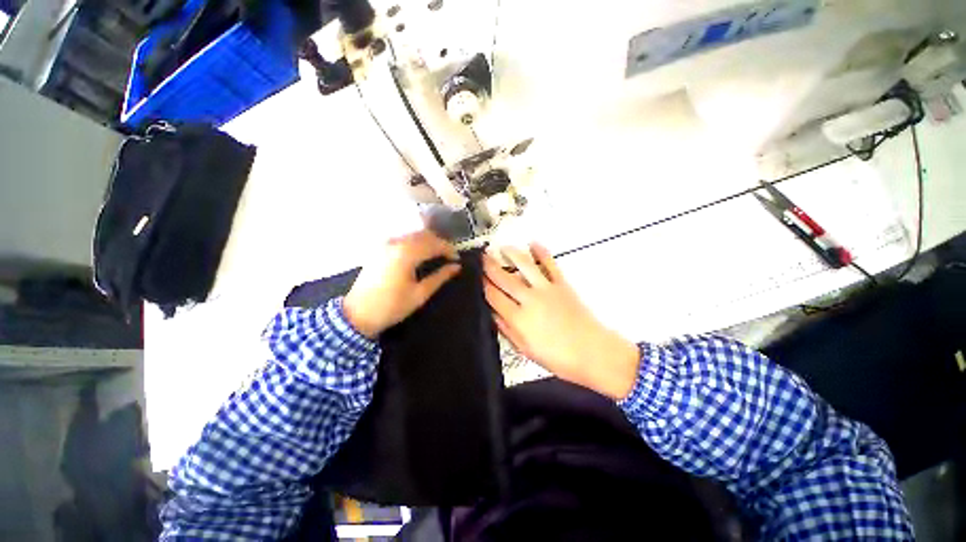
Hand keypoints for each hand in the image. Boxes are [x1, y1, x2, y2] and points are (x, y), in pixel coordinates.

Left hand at [343, 230, 460, 338]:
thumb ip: (440, 277)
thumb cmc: (392, 307)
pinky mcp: (380, 248)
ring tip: (438, 255)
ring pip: (413, 235)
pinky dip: (416, 243)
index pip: (433, 244)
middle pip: (424, 235)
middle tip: (450, 256)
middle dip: (440, 243)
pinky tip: (421, 254)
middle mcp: (396, 243)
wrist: (358, 314)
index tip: (457, 259)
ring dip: (428, 241)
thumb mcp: (420, 294)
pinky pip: (403, 239)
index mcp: (407, 254)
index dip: (448, 249)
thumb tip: (456, 267)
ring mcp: (386, 244)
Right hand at [483, 244, 640, 398]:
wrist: (593, 352)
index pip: (494, 296)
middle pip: (505, 278)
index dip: (483, 285)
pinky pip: (550, 264)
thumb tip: (492, 314)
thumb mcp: (526, 349)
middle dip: (491, 266)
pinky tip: (533, 244)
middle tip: (483, 257)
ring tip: (502, 247)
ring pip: (525, 266)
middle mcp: (530, 300)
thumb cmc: (558, 357)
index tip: (476, 277)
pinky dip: (542, 252)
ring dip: (512, 254)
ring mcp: (546, 289)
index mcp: (519, 318)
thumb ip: (507, 330)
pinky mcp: (562, 284)